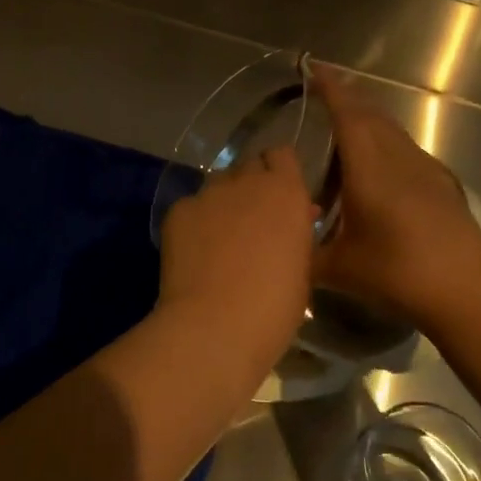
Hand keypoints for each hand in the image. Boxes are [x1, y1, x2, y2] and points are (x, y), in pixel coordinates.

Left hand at [156, 146, 315, 363]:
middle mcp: (247, 181)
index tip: (280, 195)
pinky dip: (195, 222)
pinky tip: (194, 252)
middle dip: (252, 184)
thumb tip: (296, 218)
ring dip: (224, 201)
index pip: (283, 155)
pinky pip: (191, 206)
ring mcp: (208, 193)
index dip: (280, 171)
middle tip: (252, 218)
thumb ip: (297, 233)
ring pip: (218, 184)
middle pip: (249, 165)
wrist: (215, 325)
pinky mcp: (178, 210)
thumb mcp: (302, 269)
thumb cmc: (274, 307)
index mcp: (286, 192)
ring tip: (220, 237)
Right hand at [310, 66, 480, 328]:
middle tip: (321, 94)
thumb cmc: (398, 274)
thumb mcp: (339, 269)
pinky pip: (406, 150)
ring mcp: (426, 170)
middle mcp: (398, 159)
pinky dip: (385, 145)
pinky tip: (379, 170)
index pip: (348, 114)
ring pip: (392, 132)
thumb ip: (304, 254)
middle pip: (371, 115)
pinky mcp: (443, 186)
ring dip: (367, 122)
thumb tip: (281, 248)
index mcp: (370, 168)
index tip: (313, 68)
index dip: (330, 89)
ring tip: (344, 133)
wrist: (468, 294)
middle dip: (347, 99)